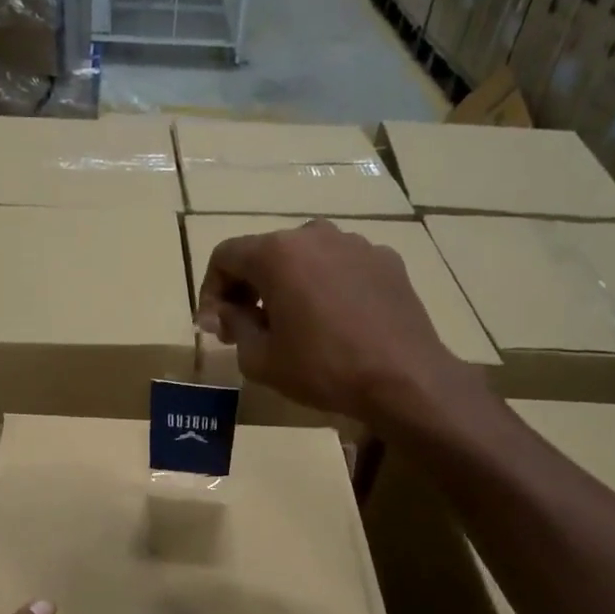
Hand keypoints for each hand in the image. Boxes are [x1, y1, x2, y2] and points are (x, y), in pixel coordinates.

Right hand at [195, 219, 489, 429]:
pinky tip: (332, 323)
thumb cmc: (322, 368)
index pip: (225, 256)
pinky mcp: (385, 260)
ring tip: (291, 325)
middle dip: (248, 288)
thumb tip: (222, 312)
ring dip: (287, 285)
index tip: (213, 324)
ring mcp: (355, 243)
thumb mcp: (260, 358)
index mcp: (277, 253)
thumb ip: (233, 325)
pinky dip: (324, 287)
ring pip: (304, 258)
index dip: (210, 290)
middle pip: (265, 253)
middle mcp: (314, 235)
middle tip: (245, 328)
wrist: (403, 378)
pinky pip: (339, 267)